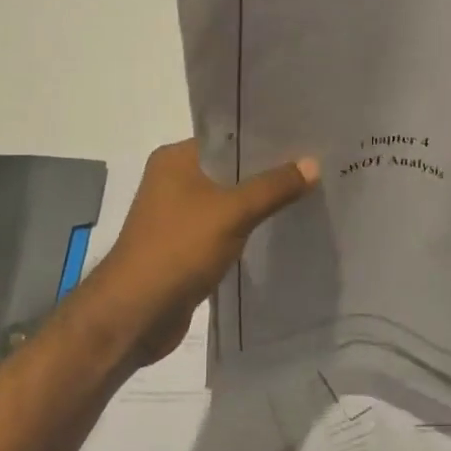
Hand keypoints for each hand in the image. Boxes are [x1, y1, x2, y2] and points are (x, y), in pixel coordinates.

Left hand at [89, 139, 319, 362]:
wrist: (136, 313)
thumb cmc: (178, 249)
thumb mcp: (232, 212)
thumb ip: (273, 187)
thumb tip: (314, 163)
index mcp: (175, 159)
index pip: (227, 137)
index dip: (264, 138)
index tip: (304, 138)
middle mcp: (173, 180)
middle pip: (229, 169)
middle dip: (267, 172)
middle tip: (314, 167)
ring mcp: (177, 216)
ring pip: (228, 201)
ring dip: (258, 202)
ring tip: (306, 195)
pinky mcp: (184, 247)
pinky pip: (223, 228)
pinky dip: (246, 229)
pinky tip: (278, 230)